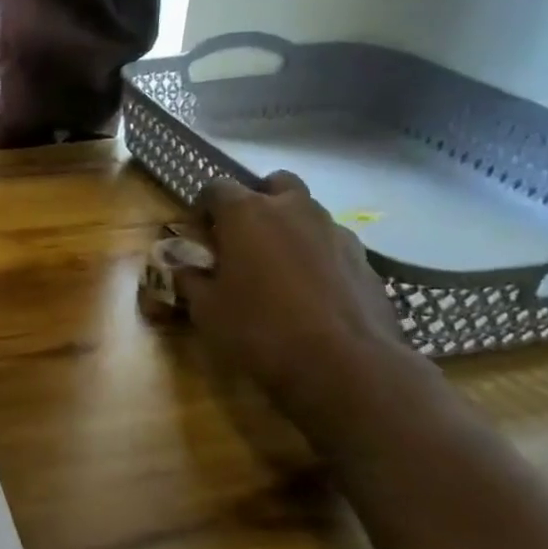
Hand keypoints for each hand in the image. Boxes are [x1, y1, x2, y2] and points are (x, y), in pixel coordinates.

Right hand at [176, 172, 406, 422]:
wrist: (346, 365)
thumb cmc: (260, 330)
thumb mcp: (206, 309)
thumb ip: (190, 279)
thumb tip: (182, 266)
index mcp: (247, 213)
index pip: (216, 187)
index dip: (203, 208)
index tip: (200, 235)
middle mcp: (293, 210)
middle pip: (274, 183)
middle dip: (257, 201)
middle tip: (244, 237)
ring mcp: (335, 231)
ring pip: (308, 212)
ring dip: (290, 227)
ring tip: (278, 268)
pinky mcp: (365, 260)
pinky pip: (332, 244)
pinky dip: (318, 256)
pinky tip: (311, 292)